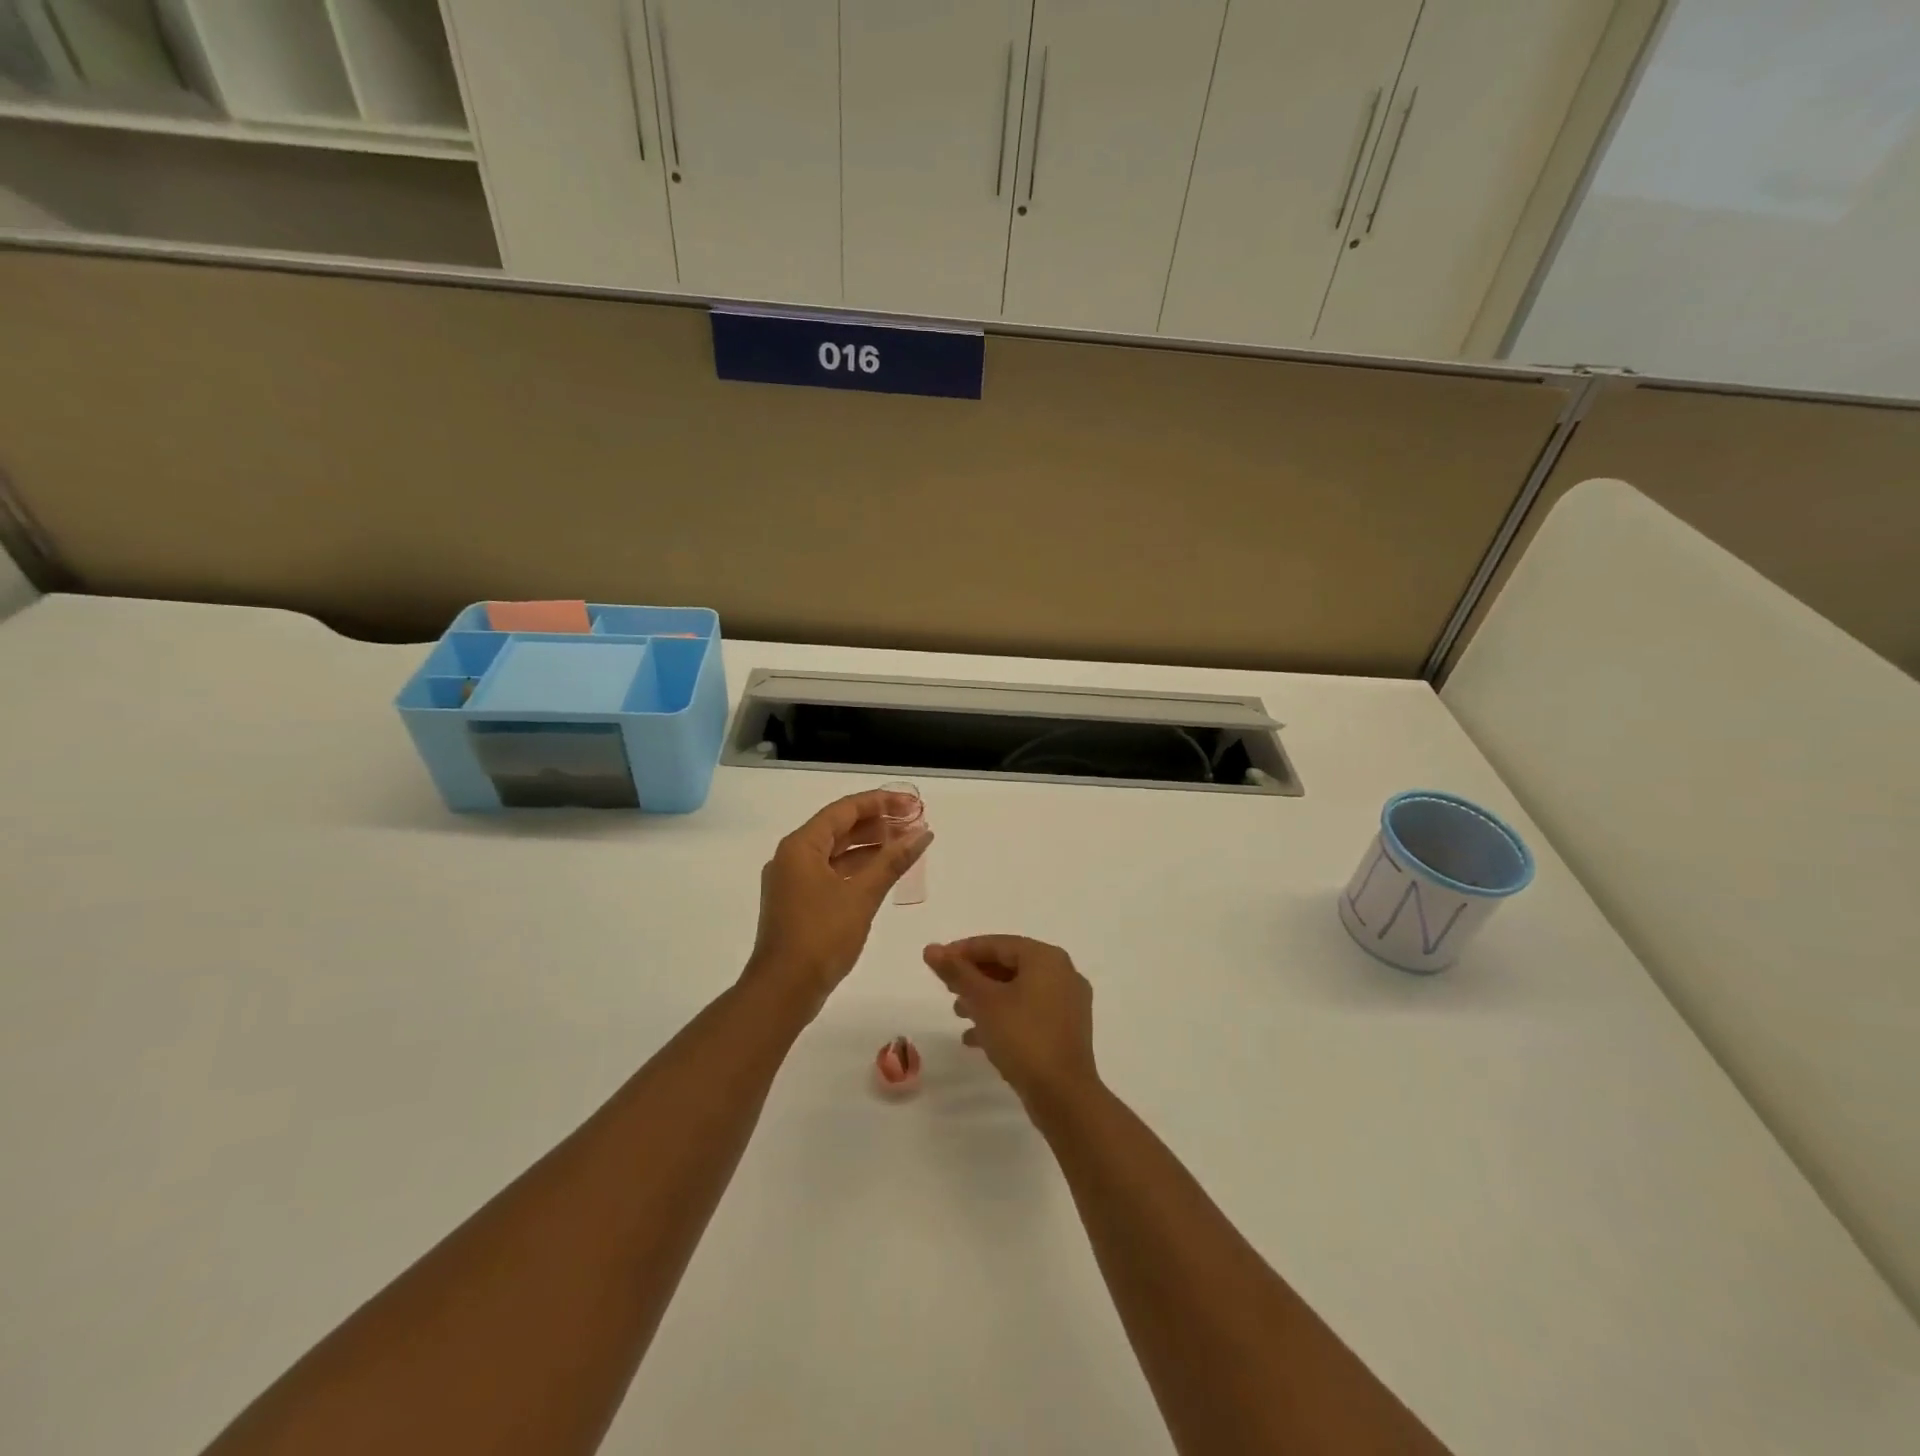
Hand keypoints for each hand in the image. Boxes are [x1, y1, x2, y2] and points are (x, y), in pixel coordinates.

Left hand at [745, 789, 931, 1014]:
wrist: (783, 990)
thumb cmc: (821, 936)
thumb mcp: (861, 895)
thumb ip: (892, 861)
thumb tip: (922, 834)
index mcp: (801, 846)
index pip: (844, 810)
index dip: (880, 803)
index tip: (912, 805)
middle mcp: (792, 857)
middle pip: (839, 828)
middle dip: (877, 824)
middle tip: (914, 824)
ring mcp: (793, 881)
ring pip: (836, 852)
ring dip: (869, 847)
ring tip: (905, 845)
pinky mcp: (798, 903)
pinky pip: (831, 873)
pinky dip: (857, 869)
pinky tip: (883, 873)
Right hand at [924, 936, 1097, 1111]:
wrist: (1064, 1096)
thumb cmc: (1022, 1038)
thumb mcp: (983, 1002)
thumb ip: (957, 972)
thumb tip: (931, 948)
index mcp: (1046, 958)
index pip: (998, 944)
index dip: (964, 951)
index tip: (938, 962)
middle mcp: (1063, 973)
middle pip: (1009, 965)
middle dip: (975, 976)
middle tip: (948, 989)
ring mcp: (1068, 1003)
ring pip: (1019, 990)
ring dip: (987, 999)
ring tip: (958, 1014)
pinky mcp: (1067, 1030)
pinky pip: (1030, 1012)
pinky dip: (1004, 1018)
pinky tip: (977, 1039)